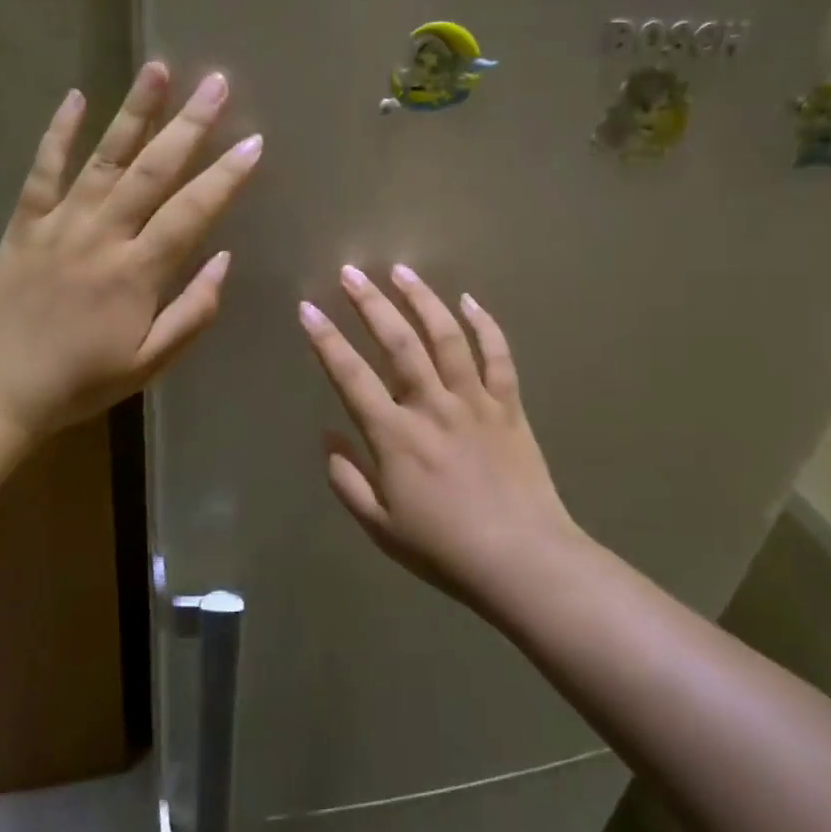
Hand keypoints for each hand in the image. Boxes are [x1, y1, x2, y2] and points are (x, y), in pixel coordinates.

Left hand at [0, 63, 261, 438]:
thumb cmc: (81, 383)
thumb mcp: (150, 362)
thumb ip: (193, 311)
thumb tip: (225, 260)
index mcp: (137, 273)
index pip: (192, 212)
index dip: (226, 176)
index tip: (254, 142)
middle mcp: (102, 236)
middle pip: (153, 169)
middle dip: (190, 125)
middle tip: (218, 83)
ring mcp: (59, 224)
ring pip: (104, 158)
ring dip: (134, 112)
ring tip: (159, 68)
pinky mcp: (23, 224)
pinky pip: (43, 170)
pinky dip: (58, 132)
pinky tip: (75, 96)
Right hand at [298, 264, 580, 607]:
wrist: (523, 561)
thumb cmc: (445, 549)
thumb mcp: (381, 526)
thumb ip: (348, 480)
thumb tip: (328, 438)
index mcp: (395, 436)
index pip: (351, 376)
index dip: (326, 340)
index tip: (307, 309)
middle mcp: (432, 406)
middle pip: (398, 342)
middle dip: (371, 303)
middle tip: (351, 273)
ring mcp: (475, 401)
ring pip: (447, 336)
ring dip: (423, 299)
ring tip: (402, 270)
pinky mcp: (509, 406)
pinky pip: (498, 356)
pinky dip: (485, 325)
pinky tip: (470, 301)